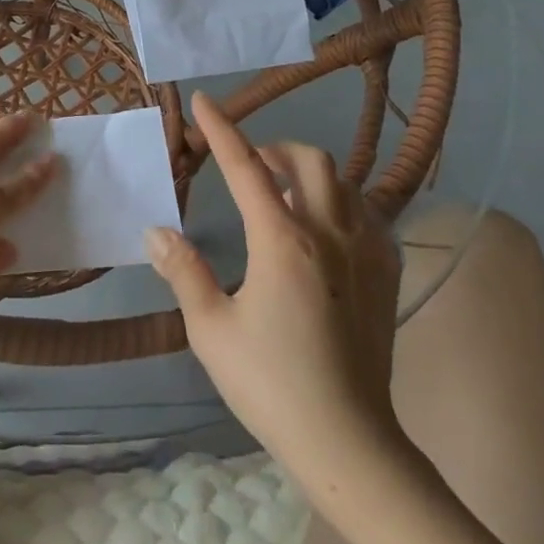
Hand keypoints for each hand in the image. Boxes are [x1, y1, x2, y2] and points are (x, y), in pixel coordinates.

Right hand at [146, 92, 404, 483]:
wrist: (349, 443)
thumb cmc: (271, 384)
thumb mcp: (211, 329)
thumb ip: (183, 272)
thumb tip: (157, 231)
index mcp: (282, 241)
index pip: (245, 167)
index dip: (221, 129)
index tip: (204, 100)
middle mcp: (329, 233)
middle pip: (308, 160)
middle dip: (273, 148)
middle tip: (248, 165)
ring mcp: (366, 252)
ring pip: (344, 181)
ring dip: (308, 172)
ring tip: (282, 193)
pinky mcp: (387, 275)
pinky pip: (369, 214)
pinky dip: (342, 202)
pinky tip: (325, 226)